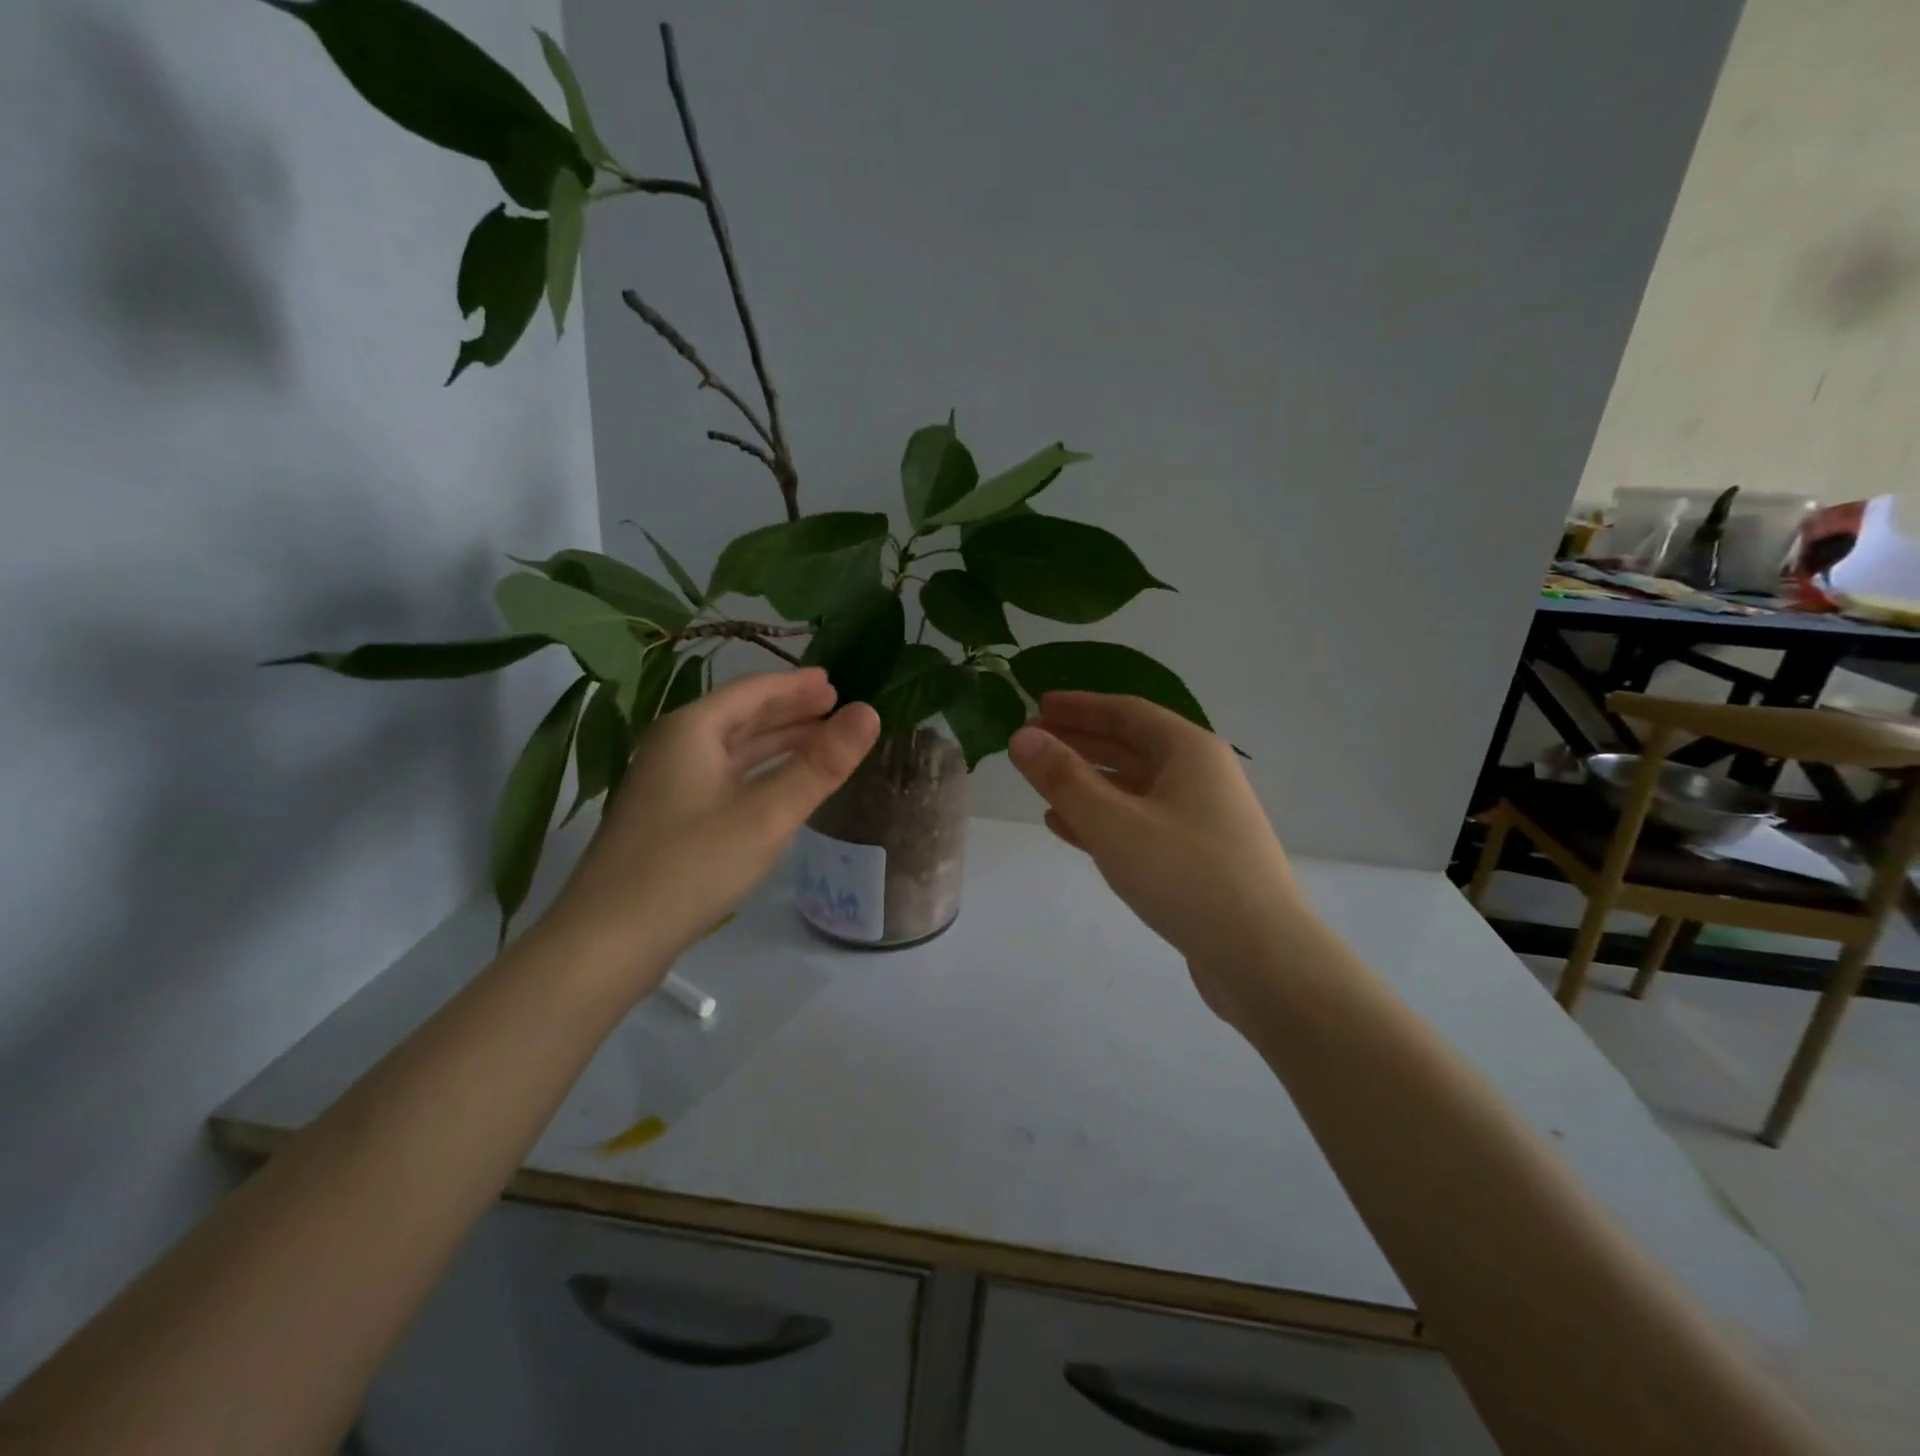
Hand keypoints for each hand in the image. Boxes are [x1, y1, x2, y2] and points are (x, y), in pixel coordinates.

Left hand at [540, 668, 879, 986]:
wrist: (608, 940)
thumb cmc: (692, 865)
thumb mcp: (767, 813)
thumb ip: (821, 764)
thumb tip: (869, 712)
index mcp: (692, 730)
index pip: (753, 691)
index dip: (796, 685)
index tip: (835, 682)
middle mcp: (675, 747)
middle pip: (741, 717)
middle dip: (790, 711)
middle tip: (835, 707)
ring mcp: (667, 784)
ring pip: (732, 751)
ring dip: (776, 743)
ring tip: (819, 741)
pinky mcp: (667, 819)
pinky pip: (723, 778)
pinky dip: (758, 773)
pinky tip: (779, 787)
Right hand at [1008, 692, 1307, 1030]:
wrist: (1263, 959)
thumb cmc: (1187, 876)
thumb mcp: (1115, 823)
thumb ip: (1064, 778)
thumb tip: (1021, 737)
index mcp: (1189, 751)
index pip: (1126, 712)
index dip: (1080, 707)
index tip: (1037, 706)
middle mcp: (1199, 775)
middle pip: (1129, 746)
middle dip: (1078, 742)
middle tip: (1030, 743)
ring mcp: (1199, 818)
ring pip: (1132, 787)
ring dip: (1086, 782)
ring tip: (1039, 782)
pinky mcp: (1194, 857)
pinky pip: (1138, 823)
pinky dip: (1101, 819)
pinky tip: (1065, 827)